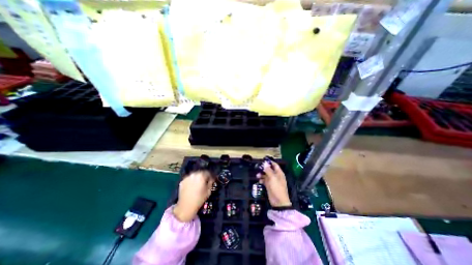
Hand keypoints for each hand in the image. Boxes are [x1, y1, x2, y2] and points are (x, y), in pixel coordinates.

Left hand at [173, 170, 214, 221]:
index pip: (208, 172)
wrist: (186, 207)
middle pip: (200, 172)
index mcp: (201, 175)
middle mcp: (194, 174)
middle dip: (203, 176)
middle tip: (205, 181)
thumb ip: (211, 182)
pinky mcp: (182, 181)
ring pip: (194, 175)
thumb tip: (211, 179)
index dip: (210, 176)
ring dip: (197, 177)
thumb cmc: (199, 199)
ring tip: (198, 183)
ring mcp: (187, 177)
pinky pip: (189, 178)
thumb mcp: (208, 191)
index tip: (211, 179)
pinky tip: (192, 186)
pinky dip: (191, 180)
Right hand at [258, 160, 291, 207]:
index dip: (269, 162)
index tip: (263, 160)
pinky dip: (262, 180)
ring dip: (262, 174)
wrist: (278, 202)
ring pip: (266, 175)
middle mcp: (276, 176)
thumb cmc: (277, 188)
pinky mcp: (269, 186)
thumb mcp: (273, 178)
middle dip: (264, 168)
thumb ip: (268, 170)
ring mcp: (272, 181)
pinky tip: (259, 181)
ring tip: (257, 175)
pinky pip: (264, 181)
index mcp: (279, 173)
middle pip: (269, 170)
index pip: (274, 165)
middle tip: (257, 167)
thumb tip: (265, 163)